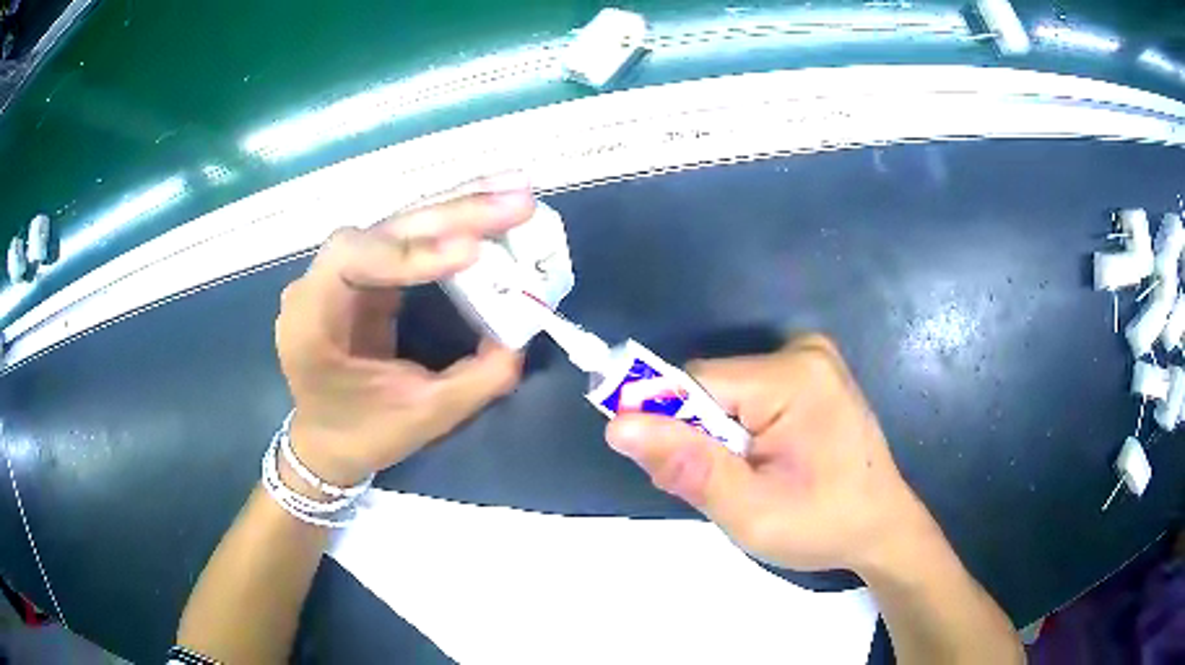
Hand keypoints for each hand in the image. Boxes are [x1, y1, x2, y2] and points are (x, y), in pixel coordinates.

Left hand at [274, 174, 533, 485]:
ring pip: (399, 223)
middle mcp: (319, 282)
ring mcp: (342, 271)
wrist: (329, 439)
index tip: (470, 252)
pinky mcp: (368, 271)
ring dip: (458, 205)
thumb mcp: (425, 416)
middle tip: (517, 200)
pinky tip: (488, 207)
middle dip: (453, 213)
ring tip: (514, 190)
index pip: (350, 260)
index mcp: (311, 320)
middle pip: (384, 228)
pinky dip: (452, 222)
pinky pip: (410, 238)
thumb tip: (524, 332)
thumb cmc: (364, 433)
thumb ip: (478, 378)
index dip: (409, 251)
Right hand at [605, 334, 931, 573]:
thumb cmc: (823, 525)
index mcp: (794, 376)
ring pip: (726, 394)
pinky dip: (741, 431)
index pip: (695, 384)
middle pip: (711, 388)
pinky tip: (766, 462)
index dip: (673, 428)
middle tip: (727, 488)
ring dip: (720, 439)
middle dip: (702, 439)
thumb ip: (688, 467)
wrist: (880, 528)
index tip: (680, 474)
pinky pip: (748, 395)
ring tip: (751, 480)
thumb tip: (617, 426)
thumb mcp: (750, 512)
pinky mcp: (812, 374)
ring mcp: (812, 358)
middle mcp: (803, 350)